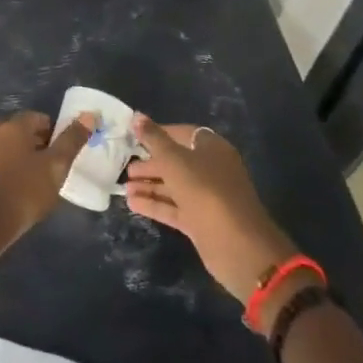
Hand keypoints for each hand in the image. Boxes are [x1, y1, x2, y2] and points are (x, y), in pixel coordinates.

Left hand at [0, 110, 97, 258]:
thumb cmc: (24, 191)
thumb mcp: (55, 167)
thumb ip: (72, 140)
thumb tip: (89, 115)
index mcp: (15, 126)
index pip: (40, 118)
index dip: (55, 133)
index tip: (63, 154)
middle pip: (21, 130)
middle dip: (37, 142)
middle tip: (50, 166)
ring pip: (7, 146)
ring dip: (21, 155)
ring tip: (35, 178)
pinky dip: (7, 168)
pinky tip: (16, 188)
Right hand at [125, 116, 300, 305]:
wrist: (238, 246)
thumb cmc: (206, 191)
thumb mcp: (175, 161)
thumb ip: (154, 139)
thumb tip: (137, 116)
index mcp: (212, 148)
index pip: (182, 133)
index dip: (158, 133)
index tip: (134, 137)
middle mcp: (211, 169)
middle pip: (177, 160)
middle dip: (151, 163)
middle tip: (126, 167)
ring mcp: (206, 197)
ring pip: (174, 185)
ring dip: (150, 185)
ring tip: (124, 187)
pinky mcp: (200, 221)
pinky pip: (174, 207)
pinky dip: (155, 204)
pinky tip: (132, 203)